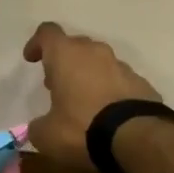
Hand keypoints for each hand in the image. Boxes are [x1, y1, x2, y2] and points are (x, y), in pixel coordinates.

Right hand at [22, 22, 161, 168]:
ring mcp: (122, 66)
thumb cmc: (82, 128)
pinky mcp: (142, 83)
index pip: (47, 33)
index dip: (37, 43)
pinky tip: (108, 115)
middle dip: (64, 62)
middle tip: (57, 86)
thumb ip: (38, 126)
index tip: (31, 59)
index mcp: (66, 55)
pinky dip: (111, 91)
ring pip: (100, 63)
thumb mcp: (47, 135)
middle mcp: (95, 52)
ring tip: (83, 103)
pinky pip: (120, 81)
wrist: (137, 139)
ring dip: (89, 76)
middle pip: (75, 46)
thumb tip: (39, 127)